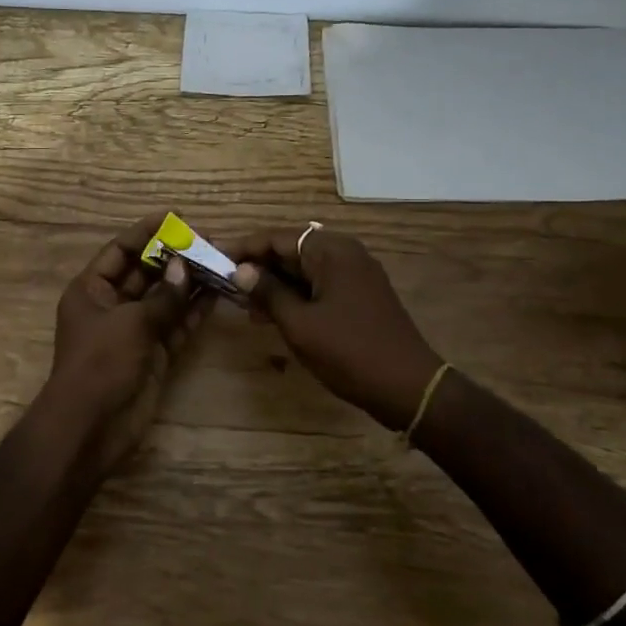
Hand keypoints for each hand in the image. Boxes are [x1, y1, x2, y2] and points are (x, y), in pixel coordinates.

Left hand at [38, 215, 210, 473]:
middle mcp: (113, 306)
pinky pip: (176, 326)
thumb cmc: (101, 364)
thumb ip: (163, 297)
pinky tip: (217, 294)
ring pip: (165, 299)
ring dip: (189, 283)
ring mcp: (135, 331)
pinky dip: (194, 312)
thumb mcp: (131, 323)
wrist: (92, 427)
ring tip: (219, 262)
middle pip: (146, 273)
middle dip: (174, 258)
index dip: (145, 233)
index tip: (174, 217)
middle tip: (207, 240)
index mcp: (92, 290)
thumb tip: (185, 268)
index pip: (120, 251)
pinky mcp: (154, 354)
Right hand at [226, 226, 441, 430]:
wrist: (409, 387)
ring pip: (305, 270)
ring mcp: (356, 275)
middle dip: (259, 267)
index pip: (278, 238)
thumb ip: (268, 292)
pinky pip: (320, 285)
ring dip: (275, 284)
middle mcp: (346, 253)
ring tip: (245, 306)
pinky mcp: (361, 296)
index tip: (216, 261)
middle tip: (227, 286)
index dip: (245, 248)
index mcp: (332, 251)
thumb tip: (240, 271)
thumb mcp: (300, 323)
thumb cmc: (349, 351)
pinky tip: (274, 316)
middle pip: (292, 250)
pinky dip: (296, 296)